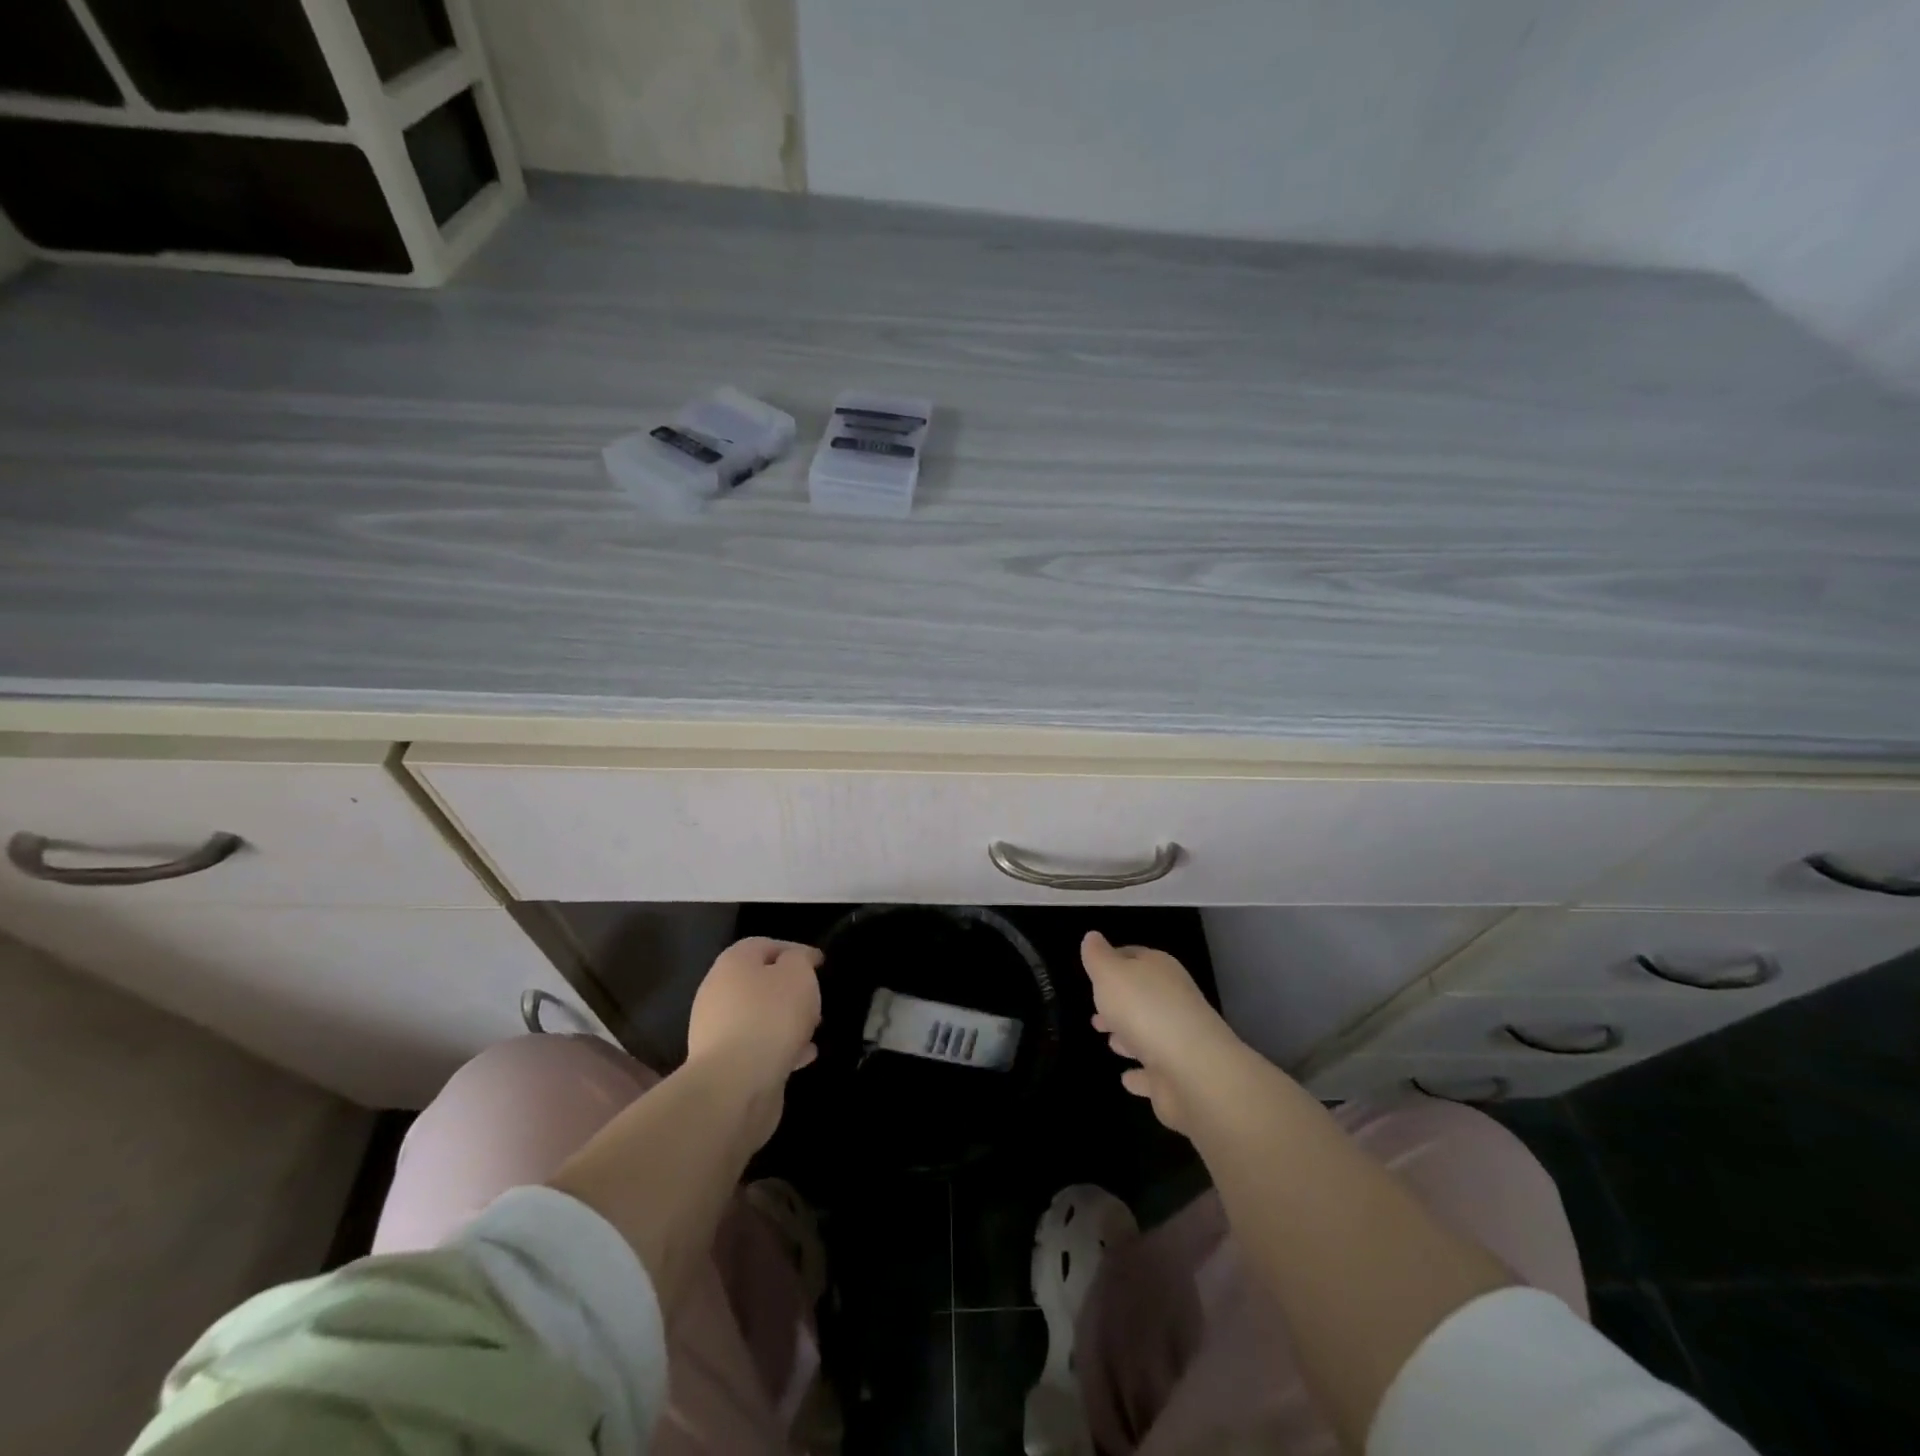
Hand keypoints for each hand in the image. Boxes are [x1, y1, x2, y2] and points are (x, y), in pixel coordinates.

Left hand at [686, 938, 823, 1088]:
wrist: (734, 1085)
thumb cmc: (770, 1017)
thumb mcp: (798, 974)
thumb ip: (800, 960)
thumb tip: (795, 962)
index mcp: (733, 963)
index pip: (765, 945)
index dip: (795, 950)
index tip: (821, 964)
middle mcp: (718, 992)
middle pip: (760, 982)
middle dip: (790, 990)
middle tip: (816, 1000)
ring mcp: (717, 1030)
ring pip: (759, 1017)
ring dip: (786, 1021)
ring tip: (814, 1031)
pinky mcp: (723, 1064)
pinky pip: (756, 1047)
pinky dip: (779, 1048)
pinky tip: (803, 1057)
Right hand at [1081, 930, 1243, 1132]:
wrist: (1192, 1070)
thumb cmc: (1144, 1010)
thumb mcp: (1110, 973)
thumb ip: (1098, 956)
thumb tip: (1092, 936)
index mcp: (1159, 970)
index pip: (1134, 956)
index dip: (1113, 960)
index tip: (1093, 971)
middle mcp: (1172, 1001)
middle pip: (1141, 997)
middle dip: (1118, 1003)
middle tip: (1096, 1015)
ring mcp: (1178, 1040)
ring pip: (1148, 1033)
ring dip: (1129, 1037)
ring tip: (1109, 1042)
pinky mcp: (1177, 1076)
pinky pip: (1153, 1073)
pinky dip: (1140, 1074)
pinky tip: (1126, 1079)